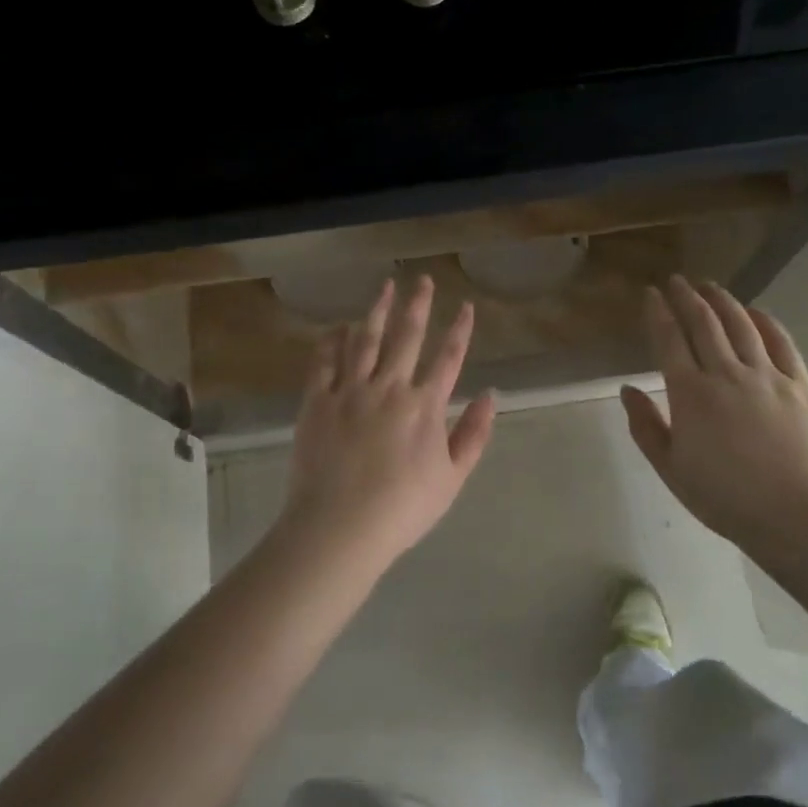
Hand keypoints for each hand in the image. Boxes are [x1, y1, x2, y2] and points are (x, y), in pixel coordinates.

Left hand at [277, 276, 495, 565]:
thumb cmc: (402, 508)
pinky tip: (338, 326)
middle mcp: (390, 387)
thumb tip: (491, 395)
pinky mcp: (317, 401)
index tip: (466, 306)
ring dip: (377, 310)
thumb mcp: (452, 477)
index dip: (460, 330)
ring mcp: (350, 391)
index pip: (449, 358)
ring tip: (384, 287)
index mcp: (425, 406)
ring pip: (366, 339)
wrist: (340, 526)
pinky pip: (325, 362)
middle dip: (418, 305)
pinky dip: (333, 341)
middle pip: (407, 337)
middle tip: (422, 280)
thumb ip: (473, 434)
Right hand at [621, 276, 807, 551]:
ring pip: (741, 324)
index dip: (657, 313)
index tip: (650, 293)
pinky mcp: (800, 385)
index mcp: (690, 394)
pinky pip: (782, 342)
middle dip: (687, 297)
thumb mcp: (671, 469)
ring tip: (710, 286)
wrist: (797, 514)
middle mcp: (726, 373)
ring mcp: (767, 375)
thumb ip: (646, 427)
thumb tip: (627, 390)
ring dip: (723, 301)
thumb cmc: (725, 498)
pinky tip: (756, 312)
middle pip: (704, 323)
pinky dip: (766, 321)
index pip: (669, 340)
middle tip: (677, 281)